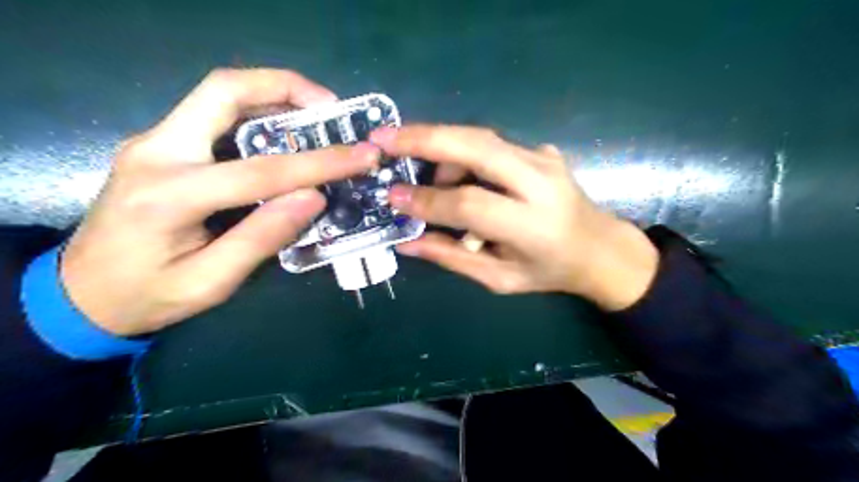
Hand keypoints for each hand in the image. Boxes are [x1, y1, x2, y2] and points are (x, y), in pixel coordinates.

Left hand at [62, 70, 378, 334]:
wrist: (80, 293)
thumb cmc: (148, 296)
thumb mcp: (211, 282)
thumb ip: (262, 238)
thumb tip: (315, 197)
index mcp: (168, 196)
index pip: (260, 170)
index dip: (319, 163)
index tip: (361, 155)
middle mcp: (155, 152)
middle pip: (224, 91)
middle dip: (286, 89)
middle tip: (331, 108)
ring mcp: (154, 142)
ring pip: (219, 95)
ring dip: (274, 95)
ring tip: (318, 114)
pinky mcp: (162, 145)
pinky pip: (215, 113)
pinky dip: (258, 112)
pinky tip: (285, 130)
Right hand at [369, 126, 658, 310]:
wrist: (600, 247)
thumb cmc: (548, 271)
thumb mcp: (499, 278)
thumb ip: (452, 258)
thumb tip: (406, 242)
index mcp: (531, 226)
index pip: (470, 205)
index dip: (427, 200)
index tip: (392, 198)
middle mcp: (540, 183)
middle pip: (476, 147)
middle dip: (424, 138)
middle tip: (383, 138)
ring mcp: (544, 159)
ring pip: (480, 137)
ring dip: (443, 148)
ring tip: (430, 178)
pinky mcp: (542, 150)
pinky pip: (492, 143)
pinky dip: (463, 153)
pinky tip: (458, 174)